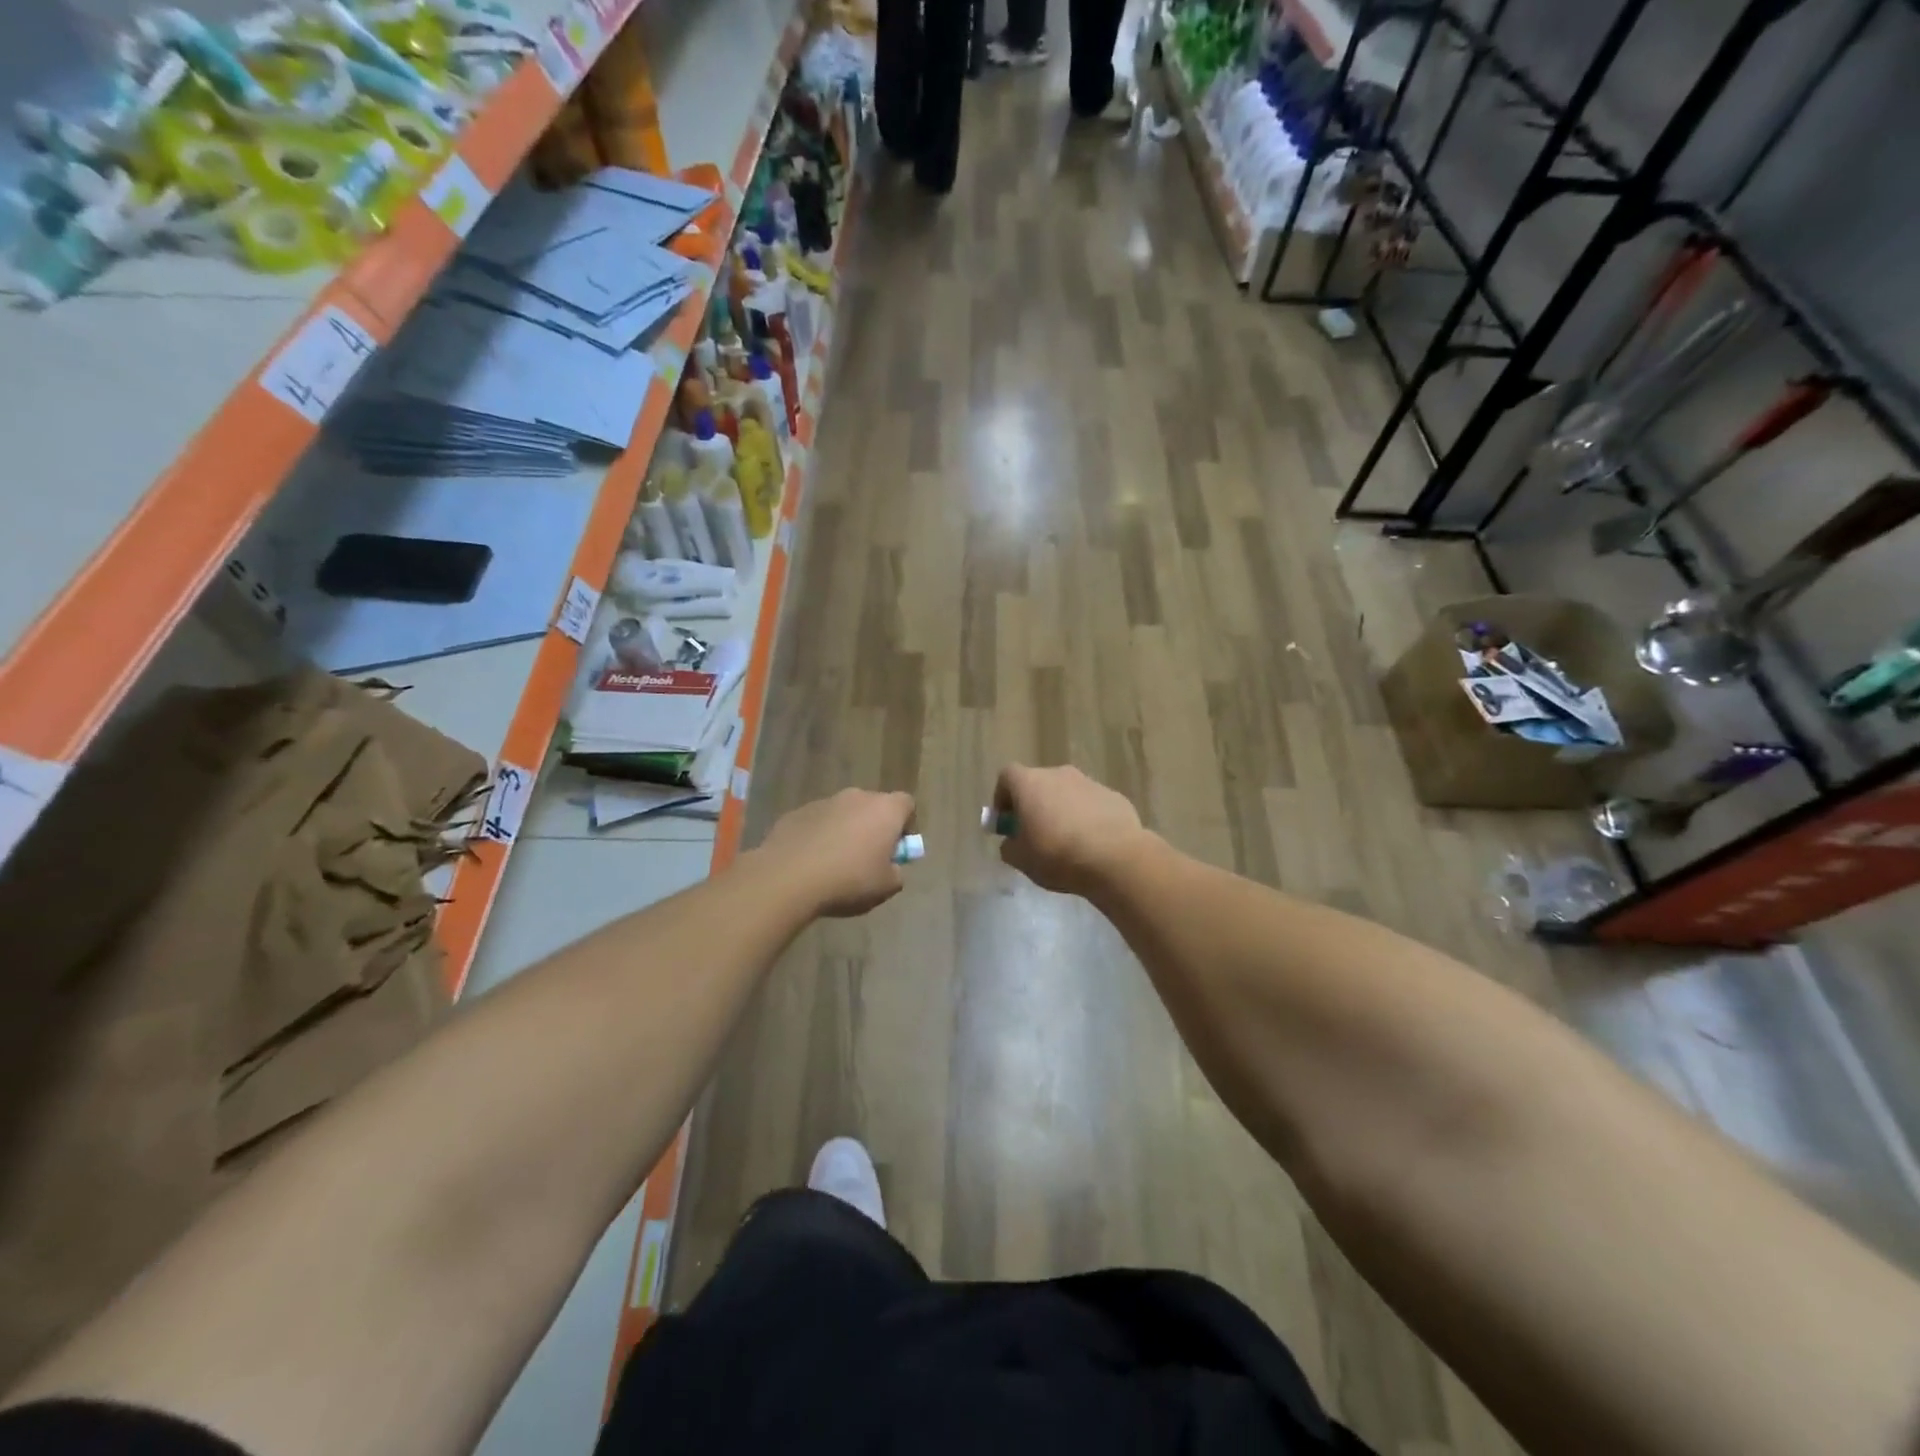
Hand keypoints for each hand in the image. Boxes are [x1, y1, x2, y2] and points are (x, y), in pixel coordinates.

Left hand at [759, 789, 916, 917]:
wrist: (788, 878)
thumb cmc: (848, 881)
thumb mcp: (885, 888)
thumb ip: (896, 873)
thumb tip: (891, 867)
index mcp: (885, 810)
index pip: (906, 804)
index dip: (906, 825)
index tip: (898, 848)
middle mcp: (856, 797)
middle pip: (873, 806)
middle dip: (874, 827)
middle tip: (868, 858)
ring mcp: (824, 802)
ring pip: (843, 813)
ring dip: (844, 831)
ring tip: (834, 863)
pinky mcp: (797, 812)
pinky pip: (817, 822)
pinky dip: (818, 836)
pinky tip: (810, 863)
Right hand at [992, 764, 1150, 896]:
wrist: (1115, 857)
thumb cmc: (1058, 855)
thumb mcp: (1021, 860)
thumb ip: (1010, 846)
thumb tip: (1012, 841)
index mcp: (1030, 783)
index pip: (1007, 776)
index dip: (1002, 797)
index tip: (1006, 821)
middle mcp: (1058, 774)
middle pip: (1038, 783)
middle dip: (1033, 805)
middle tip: (1035, 834)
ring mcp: (1089, 782)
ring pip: (1066, 793)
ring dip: (1061, 811)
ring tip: (1067, 843)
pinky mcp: (1113, 796)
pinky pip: (1091, 804)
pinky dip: (1086, 818)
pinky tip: (1092, 844)